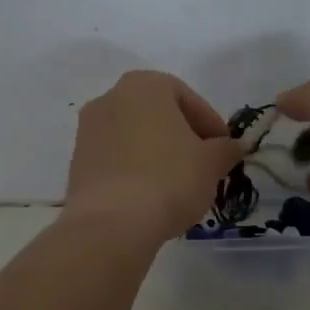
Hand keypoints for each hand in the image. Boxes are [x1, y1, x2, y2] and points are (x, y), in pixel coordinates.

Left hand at [64, 71, 244, 242]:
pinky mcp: (77, 162)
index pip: (188, 99)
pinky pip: (116, 159)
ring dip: (158, 154)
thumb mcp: (212, 163)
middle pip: (158, 115)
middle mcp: (110, 97)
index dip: (211, 125)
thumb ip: (226, 149)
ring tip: (178, 186)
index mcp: (145, 85)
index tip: (224, 151)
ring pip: (135, 137)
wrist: (111, 223)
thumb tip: (232, 147)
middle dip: (183, 138)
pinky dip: (135, 171)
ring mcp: (88, 130)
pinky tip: (150, 197)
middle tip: (204, 166)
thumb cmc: (169, 179)